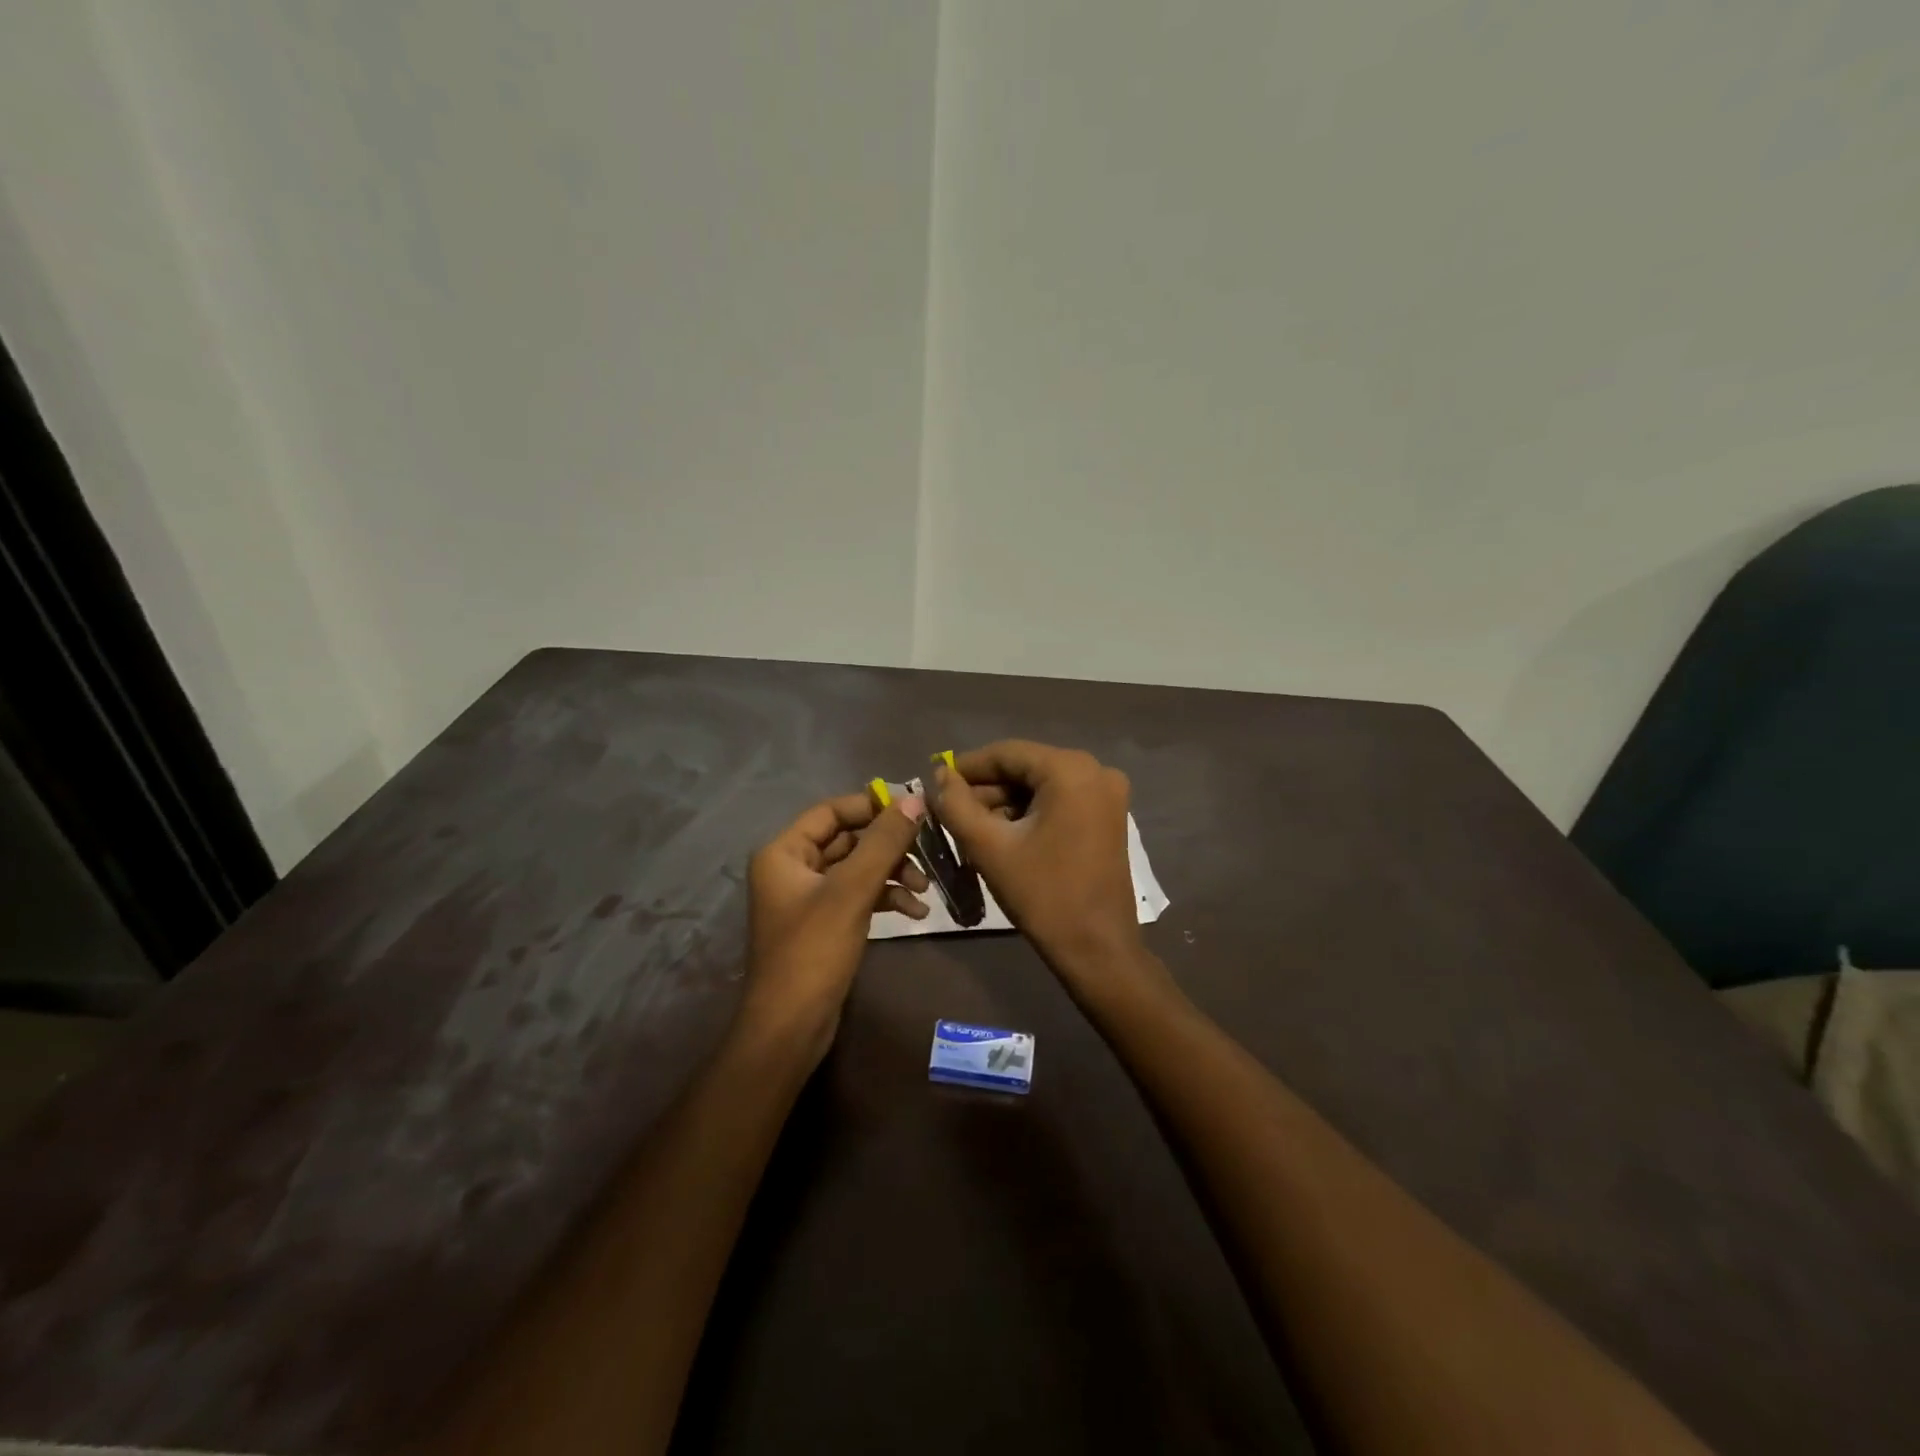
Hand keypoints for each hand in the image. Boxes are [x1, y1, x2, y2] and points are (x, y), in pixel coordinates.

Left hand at [742, 789, 928, 1061]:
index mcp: (784, 853)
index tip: (914, 809)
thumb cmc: (813, 952)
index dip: (872, 806)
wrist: (790, 1028)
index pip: (832, 812)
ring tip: (925, 888)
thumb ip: (883, 843)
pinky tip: (915, 912)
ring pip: (858, 869)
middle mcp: (792, 868)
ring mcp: (809, 898)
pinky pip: (859, 895)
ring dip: (892, 873)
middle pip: (848, 840)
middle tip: (928, 851)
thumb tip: (915, 799)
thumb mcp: (851, 891)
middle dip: (889, 846)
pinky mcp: (825, 924)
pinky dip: (885, 898)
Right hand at [934, 741, 1161, 994]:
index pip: (1007, 753)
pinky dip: (1029, 813)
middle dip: (986, 789)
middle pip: (1025, 768)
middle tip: (949, 812)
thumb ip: (956, 804)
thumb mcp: (989, 847)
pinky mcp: (1109, 816)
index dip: (967, 767)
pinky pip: (1059, 801)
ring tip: (969, 828)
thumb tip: (939, 775)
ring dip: (1005, 803)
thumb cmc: (1043, 895)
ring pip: (1040, 786)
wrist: (1097, 949)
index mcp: (1070, 770)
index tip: (936, 784)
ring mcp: (1107, 794)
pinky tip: (1001, 835)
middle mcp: (1095, 770)